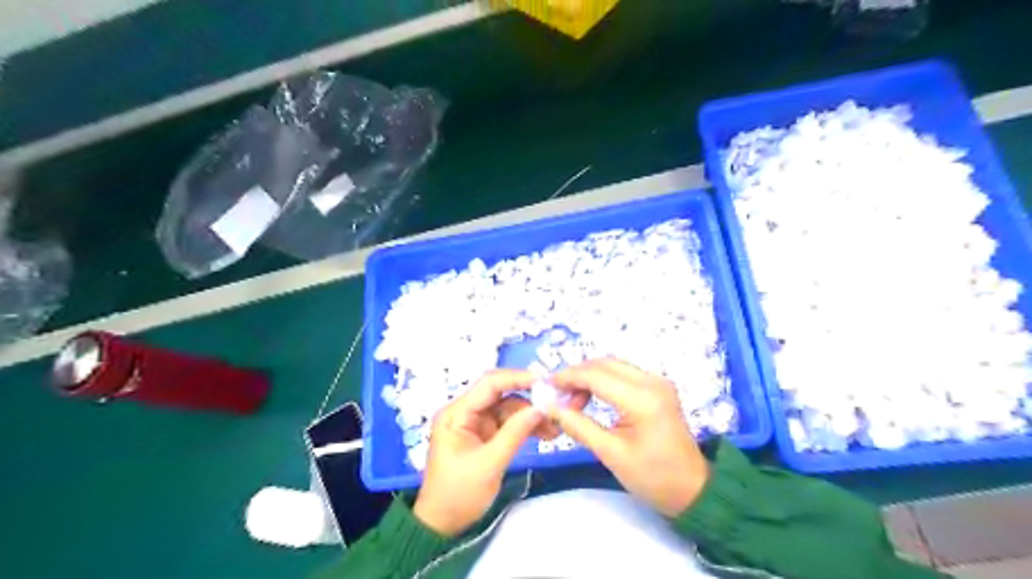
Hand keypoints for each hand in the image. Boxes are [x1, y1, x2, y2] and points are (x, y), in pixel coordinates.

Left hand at [413, 368, 560, 535]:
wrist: (443, 524)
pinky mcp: (485, 435)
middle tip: (555, 404)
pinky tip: (546, 433)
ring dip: (531, 414)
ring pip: (508, 408)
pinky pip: (509, 423)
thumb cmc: (459, 494)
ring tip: (555, 427)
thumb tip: (541, 407)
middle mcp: (465, 412)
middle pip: (500, 393)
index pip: (489, 385)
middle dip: (528, 397)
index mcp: (457, 413)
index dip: (517, 378)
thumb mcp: (489, 464)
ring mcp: (476, 423)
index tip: (544, 381)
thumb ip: (515, 433)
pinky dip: (526, 426)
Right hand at [548, 360, 711, 517]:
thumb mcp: (611, 454)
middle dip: (577, 374)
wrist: (693, 490)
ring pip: (614, 365)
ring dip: (590, 376)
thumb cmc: (653, 477)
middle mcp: (652, 381)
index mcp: (642, 399)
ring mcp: (657, 382)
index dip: (568, 377)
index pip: (596, 375)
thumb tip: (550, 407)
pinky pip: (624, 373)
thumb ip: (579, 426)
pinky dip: (603, 380)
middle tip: (557, 394)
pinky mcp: (658, 387)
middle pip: (605, 364)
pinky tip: (591, 396)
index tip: (546, 385)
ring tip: (572, 399)